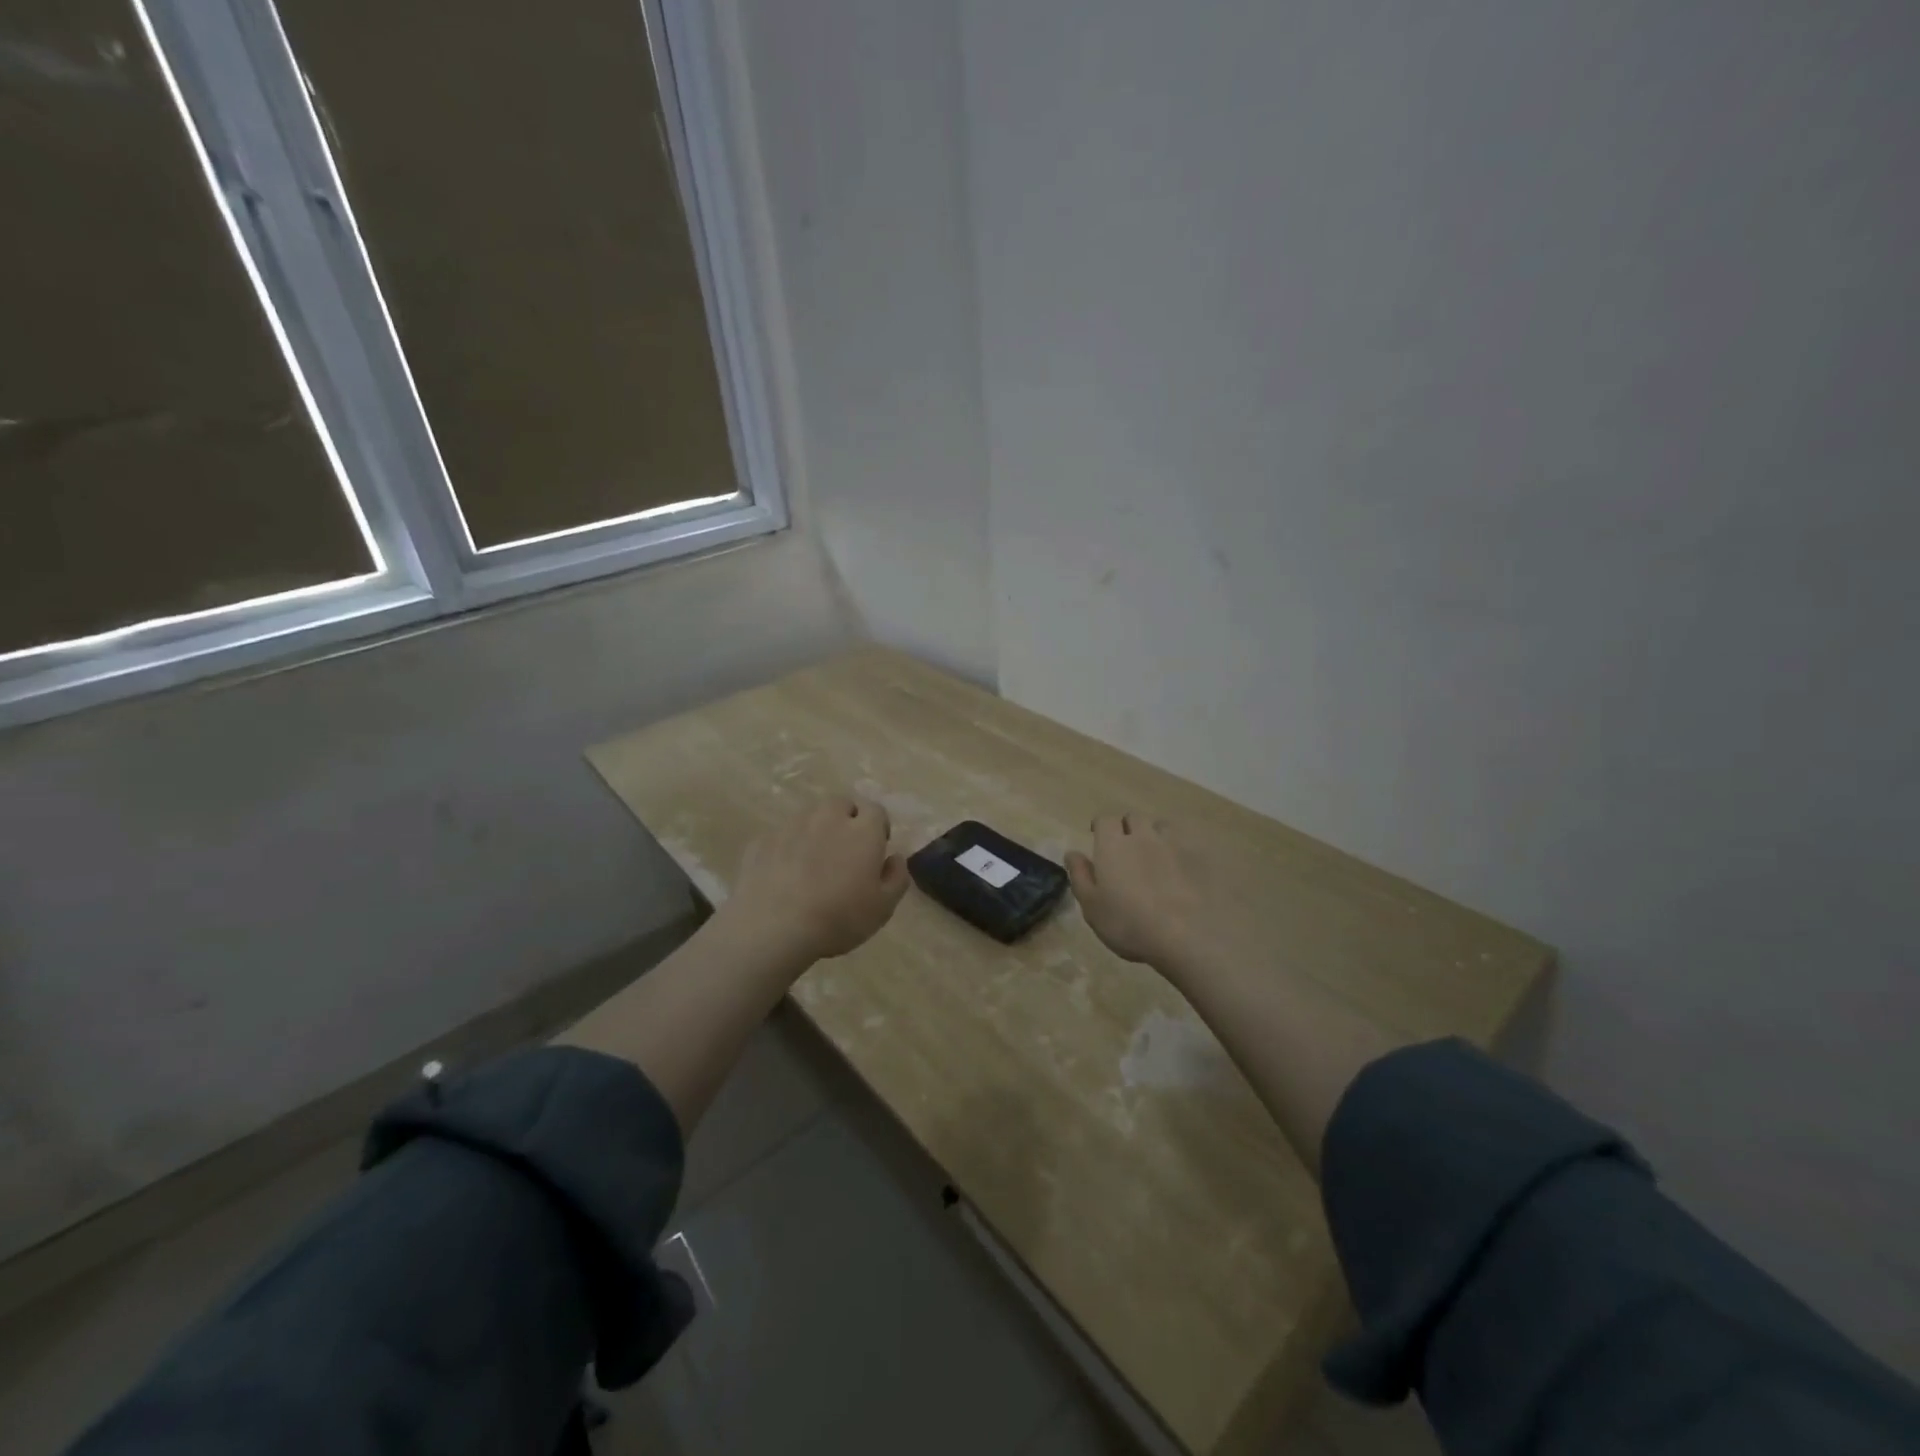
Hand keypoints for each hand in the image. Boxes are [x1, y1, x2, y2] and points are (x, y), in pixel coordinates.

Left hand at [720, 795, 909, 963]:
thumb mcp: (883, 908)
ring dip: (816, 830)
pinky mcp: (762, 840)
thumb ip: (897, 877)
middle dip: (846, 819)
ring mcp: (791, 826)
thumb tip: (896, 857)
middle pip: (841, 804)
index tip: (876, 849)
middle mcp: (828, 818)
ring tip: (813, 861)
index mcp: (862, 830)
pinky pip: (782, 836)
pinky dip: (787, 847)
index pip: (875, 810)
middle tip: (845, 851)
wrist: (773, 928)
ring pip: (809, 816)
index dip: (878, 827)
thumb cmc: (838, 918)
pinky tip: (784, 874)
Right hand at [1066, 814, 1218, 974]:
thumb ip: (1080, 875)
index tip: (1097, 836)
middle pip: (1134, 817)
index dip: (1101, 825)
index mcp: (1113, 845)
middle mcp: (1142, 837)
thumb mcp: (1091, 906)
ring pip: (1161, 826)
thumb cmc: (1128, 923)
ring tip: (1152, 853)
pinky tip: (1178, 867)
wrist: (1184, 936)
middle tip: (1124, 846)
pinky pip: (1184, 844)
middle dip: (1127, 826)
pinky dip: (1177, 849)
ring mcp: (1173, 846)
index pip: (1105, 819)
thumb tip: (1072, 853)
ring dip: (1154, 834)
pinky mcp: (1197, 860)